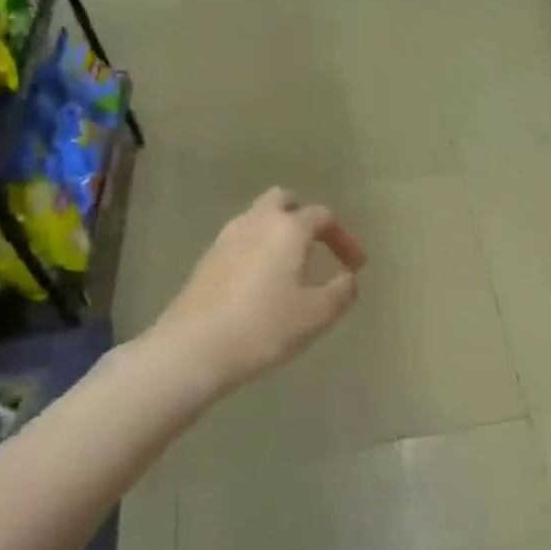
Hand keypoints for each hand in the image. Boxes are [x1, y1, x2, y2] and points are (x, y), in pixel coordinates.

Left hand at [154, 188, 366, 393]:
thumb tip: (349, 278)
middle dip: (305, 217)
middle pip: (284, 200)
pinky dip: (258, 248)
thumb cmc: (265, 327)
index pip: (323, 216)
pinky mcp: (207, 259)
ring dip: (279, 232)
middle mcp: (256, 222)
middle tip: (319, 246)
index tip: (356, 266)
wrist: (194, 348)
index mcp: (288, 228)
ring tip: (292, 265)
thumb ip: (342, 292)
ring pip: (258, 218)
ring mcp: (226, 238)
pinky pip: (240, 240)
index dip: (344, 238)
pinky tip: (262, 281)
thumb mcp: (316, 315)